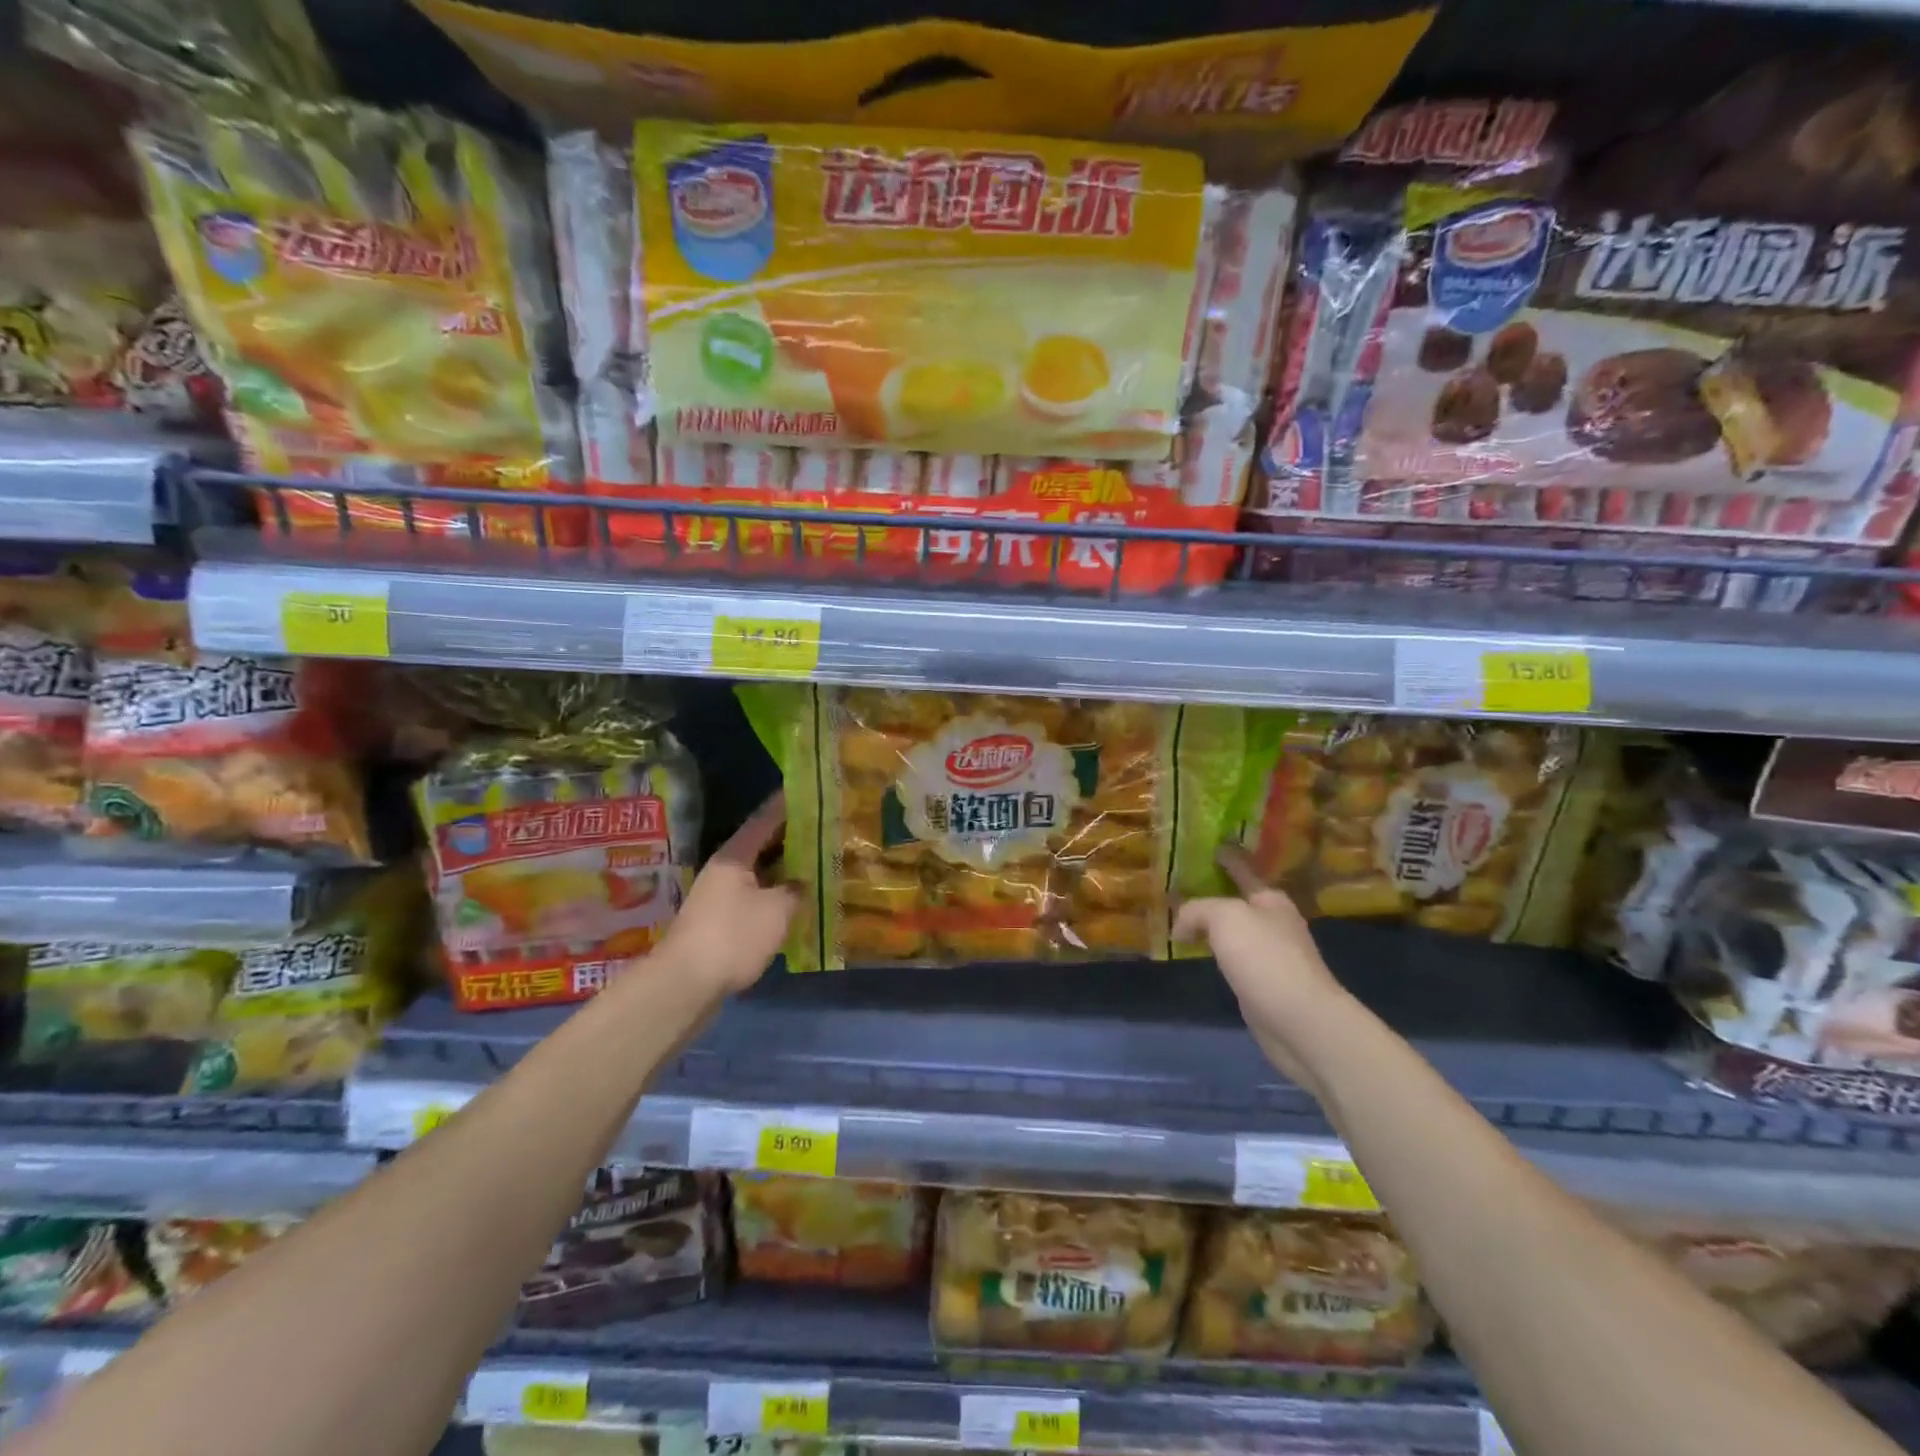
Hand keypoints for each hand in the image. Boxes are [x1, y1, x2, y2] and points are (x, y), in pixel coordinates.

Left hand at [656, 793, 799, 993]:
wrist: (685, 985)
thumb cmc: (733, 937)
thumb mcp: (776, 910)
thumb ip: (796, 890)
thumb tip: (803, 882)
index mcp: (735, 856)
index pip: (765, 819)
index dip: (787, 805)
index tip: (809, 791)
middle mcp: (725, 870)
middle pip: (762, 845)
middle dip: (792, 838)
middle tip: (825, 830)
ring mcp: (720, 897)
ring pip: (760, 873)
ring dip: (786, 869)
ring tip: (818, 863)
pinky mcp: (721, 922)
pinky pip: (756, 897)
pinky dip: (776, 894)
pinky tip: (798, 901)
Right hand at [1174, 845, 1348, 1088]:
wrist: (1301, 1022)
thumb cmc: (1266, 959)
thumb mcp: (1225, 918)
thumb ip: (1197, 910)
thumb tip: (1180, 927)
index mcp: (1270, 899)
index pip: (1242, 868)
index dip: (1225, 856)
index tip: (1209, 845)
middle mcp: (1273, 922)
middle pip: (1236, 899)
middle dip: (1211, 890)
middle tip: (1178, 883)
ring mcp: (1270, 954)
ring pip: (1232, 929)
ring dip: (1210, 923)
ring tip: (1180, 916)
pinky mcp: (1262, 983)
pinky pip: (1230, 956)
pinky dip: (1213, 950)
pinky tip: (1197, 951)